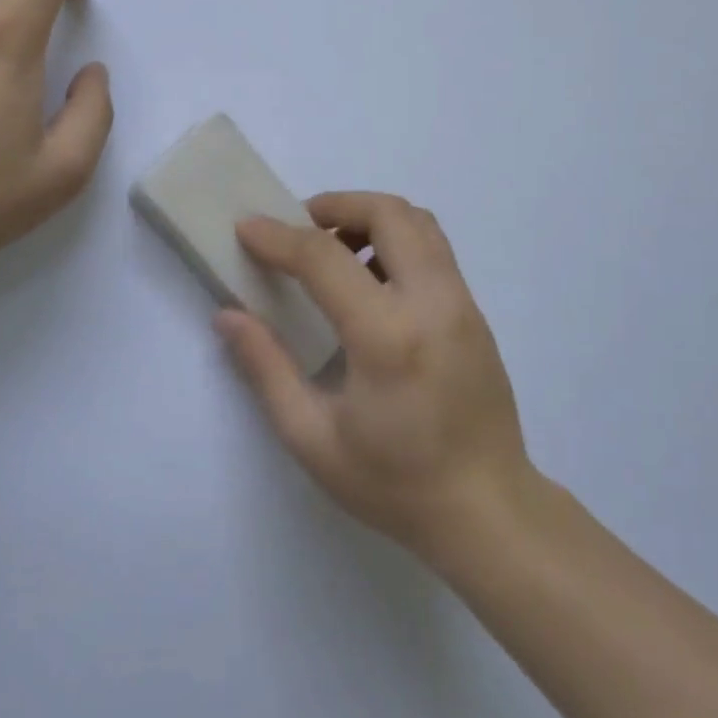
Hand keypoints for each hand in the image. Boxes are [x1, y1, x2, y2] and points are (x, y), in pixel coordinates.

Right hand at [217, 192, 532, 559]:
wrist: (488, 512)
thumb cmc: (394, 483)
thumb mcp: (312, 438)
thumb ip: (266, 368)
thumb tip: (229, 315)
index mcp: (387, 335)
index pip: (325, 257)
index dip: (278, 236)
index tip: (246, 228)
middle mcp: (432, 302)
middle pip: (388, 213)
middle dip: (336, 204)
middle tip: (298, 228)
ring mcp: (462, 303)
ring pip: (418, 222)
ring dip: (370, 217)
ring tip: (333, 250)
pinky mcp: (475, 312)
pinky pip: (434, 249)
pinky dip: (396, 239)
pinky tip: (370, 282)